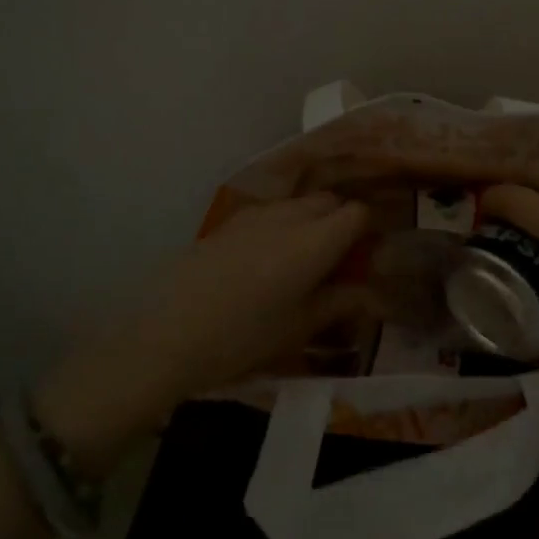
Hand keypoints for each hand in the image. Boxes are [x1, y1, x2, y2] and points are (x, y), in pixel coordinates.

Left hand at [33, 193, 371, 461]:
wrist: (166, 334)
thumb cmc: (243, 337)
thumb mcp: (299, 327)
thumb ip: (340, 303)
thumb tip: (372, 294)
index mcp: (315, 240)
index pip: (357, 213)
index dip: (367, 231)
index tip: (367, 257)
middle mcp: (289, 216)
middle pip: (329, 201)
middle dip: (341, 222)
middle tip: (339, 261)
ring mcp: (256, 215)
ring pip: (299, 204)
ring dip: (312, 221)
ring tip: (304, 261)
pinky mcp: (229, 222)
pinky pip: (271, 212)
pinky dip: (284, 225)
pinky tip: (268, 261)